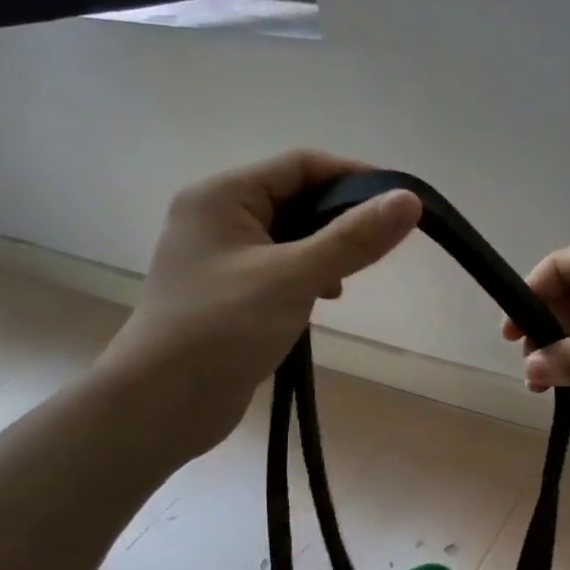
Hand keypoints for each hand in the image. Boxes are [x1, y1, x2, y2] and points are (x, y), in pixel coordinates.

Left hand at [96, 150, 420, 458]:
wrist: (161, 405)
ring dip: (324, 252)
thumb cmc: (222, 328)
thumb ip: (352, 238)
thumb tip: (409, 200)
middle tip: (378, 248)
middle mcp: (216, 216)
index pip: (300, 165)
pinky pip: (278, 268)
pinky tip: (321, 300)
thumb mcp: (293, 277)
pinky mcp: (226, 292)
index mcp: (222, 195)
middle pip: (295, 198)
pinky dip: (305, 277)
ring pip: (289, 236)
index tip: (400, 203)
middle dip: (339, 220)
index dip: (354, 177)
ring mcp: (219, 256)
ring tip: (346, 282)